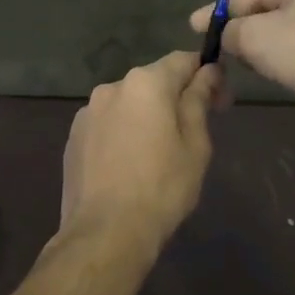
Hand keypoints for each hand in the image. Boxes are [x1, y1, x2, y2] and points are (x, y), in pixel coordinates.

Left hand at [60, 51, 221, 249]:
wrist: (105, 233)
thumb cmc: (162, 188)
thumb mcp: (194, 145)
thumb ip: (199, 100)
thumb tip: (208, 72)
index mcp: (146, 83)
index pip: (183, 60)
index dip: (207, 74)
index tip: (221, 100)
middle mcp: (112, 87)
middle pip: (154, 81)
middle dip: (177, 97)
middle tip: (196, 130)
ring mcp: (87, 112)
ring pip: (128, 103)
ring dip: (147, 115)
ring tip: (159, 152)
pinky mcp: (73, 137)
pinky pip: (108, 124)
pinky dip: (123, 133)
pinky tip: (130, 164)